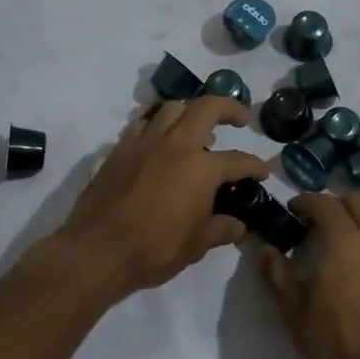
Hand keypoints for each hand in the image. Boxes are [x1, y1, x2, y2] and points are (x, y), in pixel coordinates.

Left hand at [55, 97, 270, 298]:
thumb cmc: (153, 250)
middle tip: (239, 118)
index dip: (255, 166)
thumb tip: (238, 226)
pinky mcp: (120, 149)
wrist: (97, 251)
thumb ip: (220, 229)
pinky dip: (156, 124)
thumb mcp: (196, 246)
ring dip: (191, 110)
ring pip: (173, 108)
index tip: (262, 173)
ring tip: (197, 126)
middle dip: (229, 107)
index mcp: (202, 168)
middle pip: (207, 107)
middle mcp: (176, 145)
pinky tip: (159, 138)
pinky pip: (142, 123)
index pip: (238, 160)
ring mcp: (145, 143)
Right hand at [258, 192, 359, 358]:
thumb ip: (277, 273)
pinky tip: (357, 278)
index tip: (292, 209)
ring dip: (354, 226)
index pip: (325, 203)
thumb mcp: (293, 309)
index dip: (306, 201)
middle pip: (358, 204)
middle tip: (315, 221)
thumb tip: (266, 250)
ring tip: (334, 250)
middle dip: (335, 204)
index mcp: (345, 241)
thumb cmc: (333, 340)